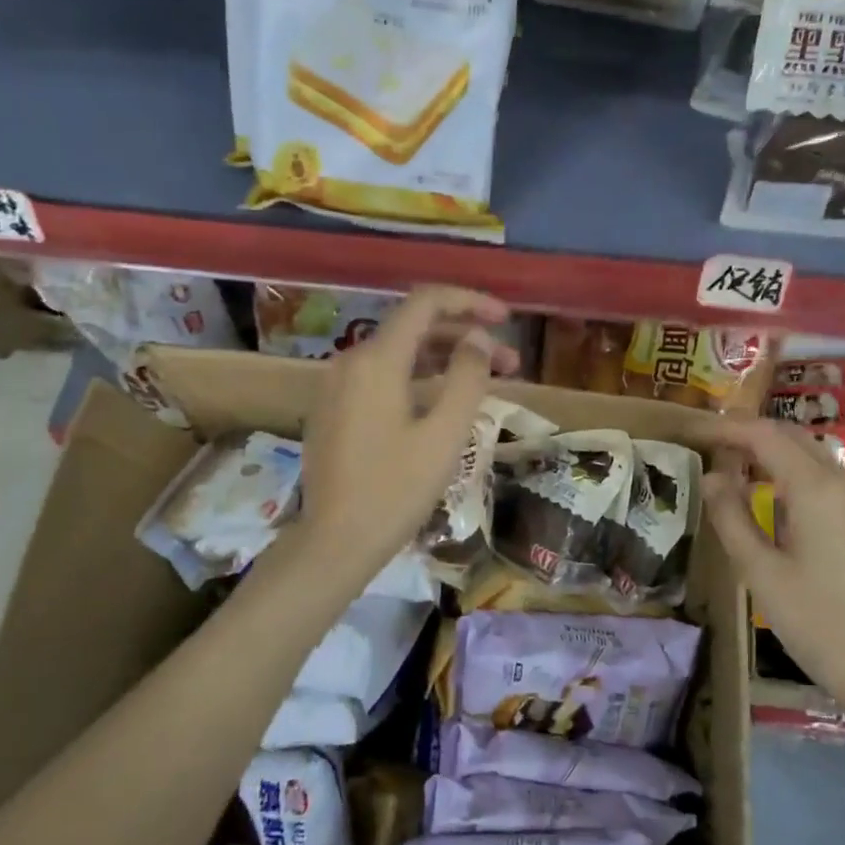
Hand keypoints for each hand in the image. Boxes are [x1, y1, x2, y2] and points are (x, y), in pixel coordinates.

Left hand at [297, 285, 516, 572]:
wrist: (335, 542)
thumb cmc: (396, 490)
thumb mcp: (445, 435)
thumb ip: (467, 377)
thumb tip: (478, 340)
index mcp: (377, 360)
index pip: (425, 302)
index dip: (470, 301)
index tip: (506, 318)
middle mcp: (350, 360)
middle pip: (414, 328)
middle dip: (465, 337)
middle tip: (510, 363)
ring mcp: (337, 386)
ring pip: (398, 355)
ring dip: (444, 360)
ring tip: (486, 382)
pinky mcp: (334, 410)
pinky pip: (382, 378)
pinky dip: (418, 378)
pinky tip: (443, 402)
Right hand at [702, 418, 844, 709]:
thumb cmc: (815, 622)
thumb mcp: (760, 572)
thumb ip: (731, 517)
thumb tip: (711, 477)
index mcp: (816, 488)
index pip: (765, 436)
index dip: (726, 428)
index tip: (693, 431)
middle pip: (792, 437)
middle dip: (749, 434)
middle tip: (708, 445)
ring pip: (811, 454)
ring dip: (772, 452)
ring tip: (733, 467)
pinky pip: (826, 477)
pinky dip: (793, 472)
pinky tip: (772, 496)